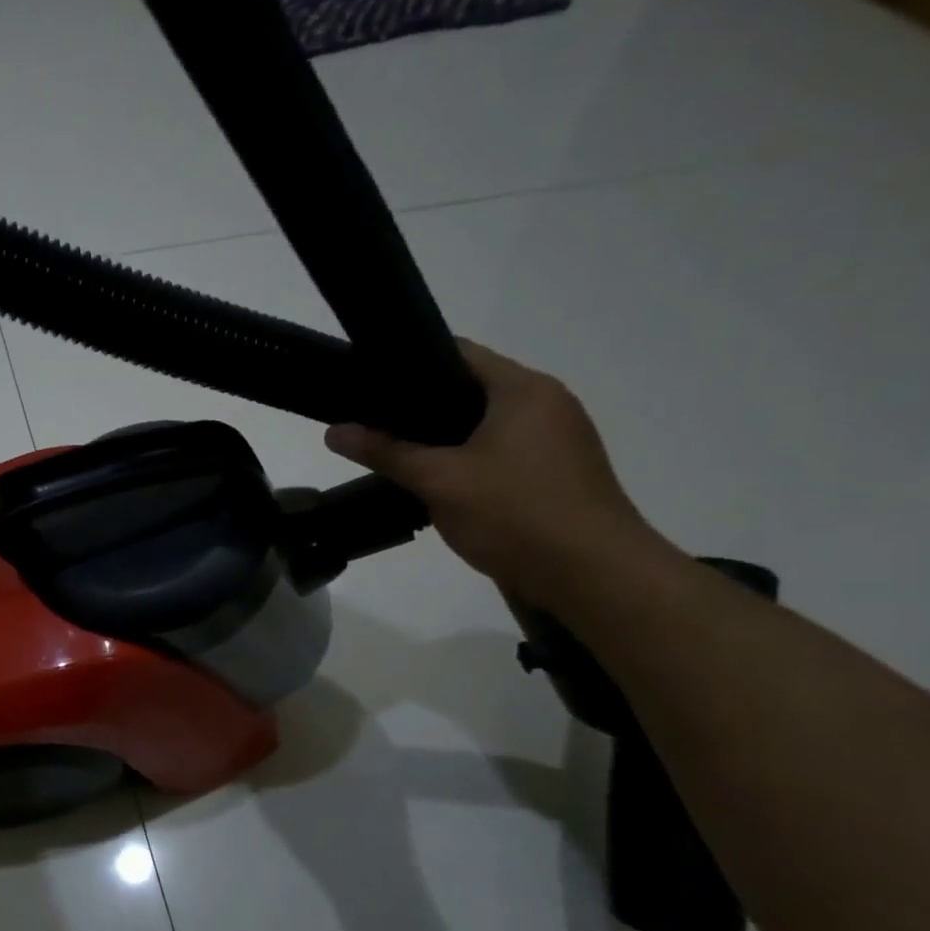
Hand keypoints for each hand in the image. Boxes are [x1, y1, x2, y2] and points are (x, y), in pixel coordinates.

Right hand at [324, 341, 667, 604]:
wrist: (596, 577)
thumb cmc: (517, 515)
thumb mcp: (439, 481)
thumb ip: (385, 452)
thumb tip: (333, 431)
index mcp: (523, 389)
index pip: (458, 353)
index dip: (410, 363)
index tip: (368, 383)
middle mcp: (547, 404)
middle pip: (471, 390)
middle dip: (421, 407)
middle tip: (372, 423)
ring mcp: (558, 440)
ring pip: (486, 425)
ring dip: (444, 438)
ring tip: (396, 453)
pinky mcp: (558, 473)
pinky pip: (503, 452)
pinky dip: (469, 460)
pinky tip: (439, 484)